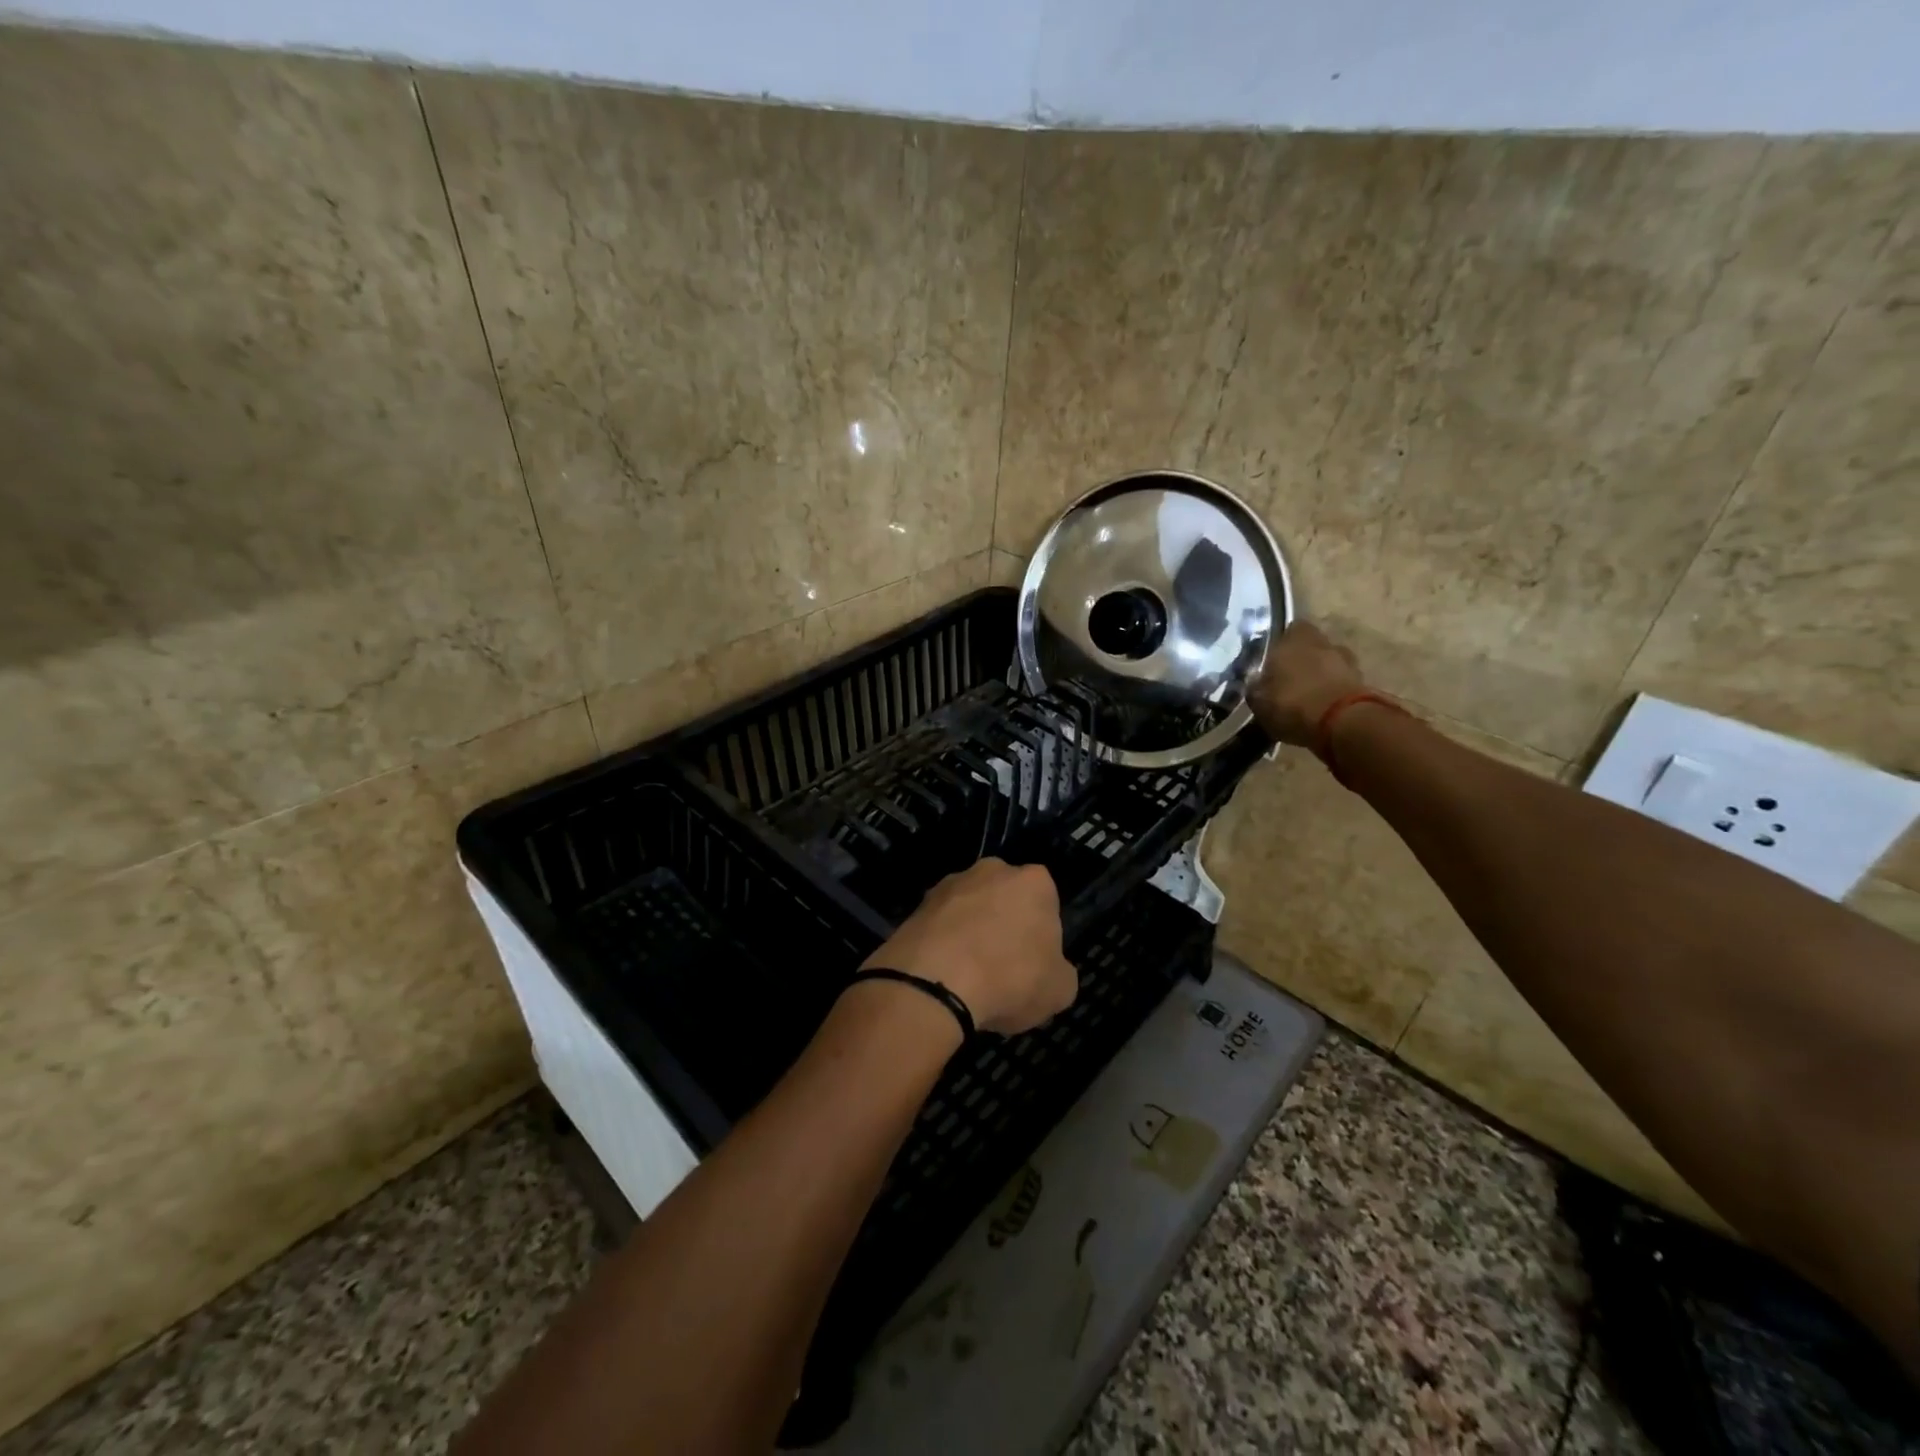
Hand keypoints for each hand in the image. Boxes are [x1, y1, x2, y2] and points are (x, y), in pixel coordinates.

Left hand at [861, 859, 1077, 1035]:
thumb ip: (1059, 972)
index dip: (1041, 933)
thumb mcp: (1059, 990)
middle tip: (1002, 967)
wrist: (935, 983)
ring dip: (970, 933)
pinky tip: (943, 976)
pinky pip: (940, 926)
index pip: (1045, 901)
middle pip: (1005, 898)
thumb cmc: (1011, 978)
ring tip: (968, 978)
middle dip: (1004, 924)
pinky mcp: (917, 904)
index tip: (1035, 962)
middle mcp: (992, 870)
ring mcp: (949, 884)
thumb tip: (1049, 970)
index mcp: (1034, 881)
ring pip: (969, 909)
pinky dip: (943, 945)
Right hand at [1248, 622, 1366, 745]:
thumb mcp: (1259, 701)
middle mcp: (1322, 643)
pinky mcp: (1364, 684)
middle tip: (1288, 678)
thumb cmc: (1292, 704)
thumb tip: (1254, 681)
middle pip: (1311, 645)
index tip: (1272, 659)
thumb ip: (1256, 687)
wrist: (1342, 724)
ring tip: (1306, 695)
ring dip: (1320, 675)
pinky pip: (1341, 683)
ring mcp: (1347, 662)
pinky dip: (1333, 691)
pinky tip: (1321, 708)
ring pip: (1329, 663)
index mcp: (1294, 639)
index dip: (1281, 643)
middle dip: (1302, 659)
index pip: (1288, 629)